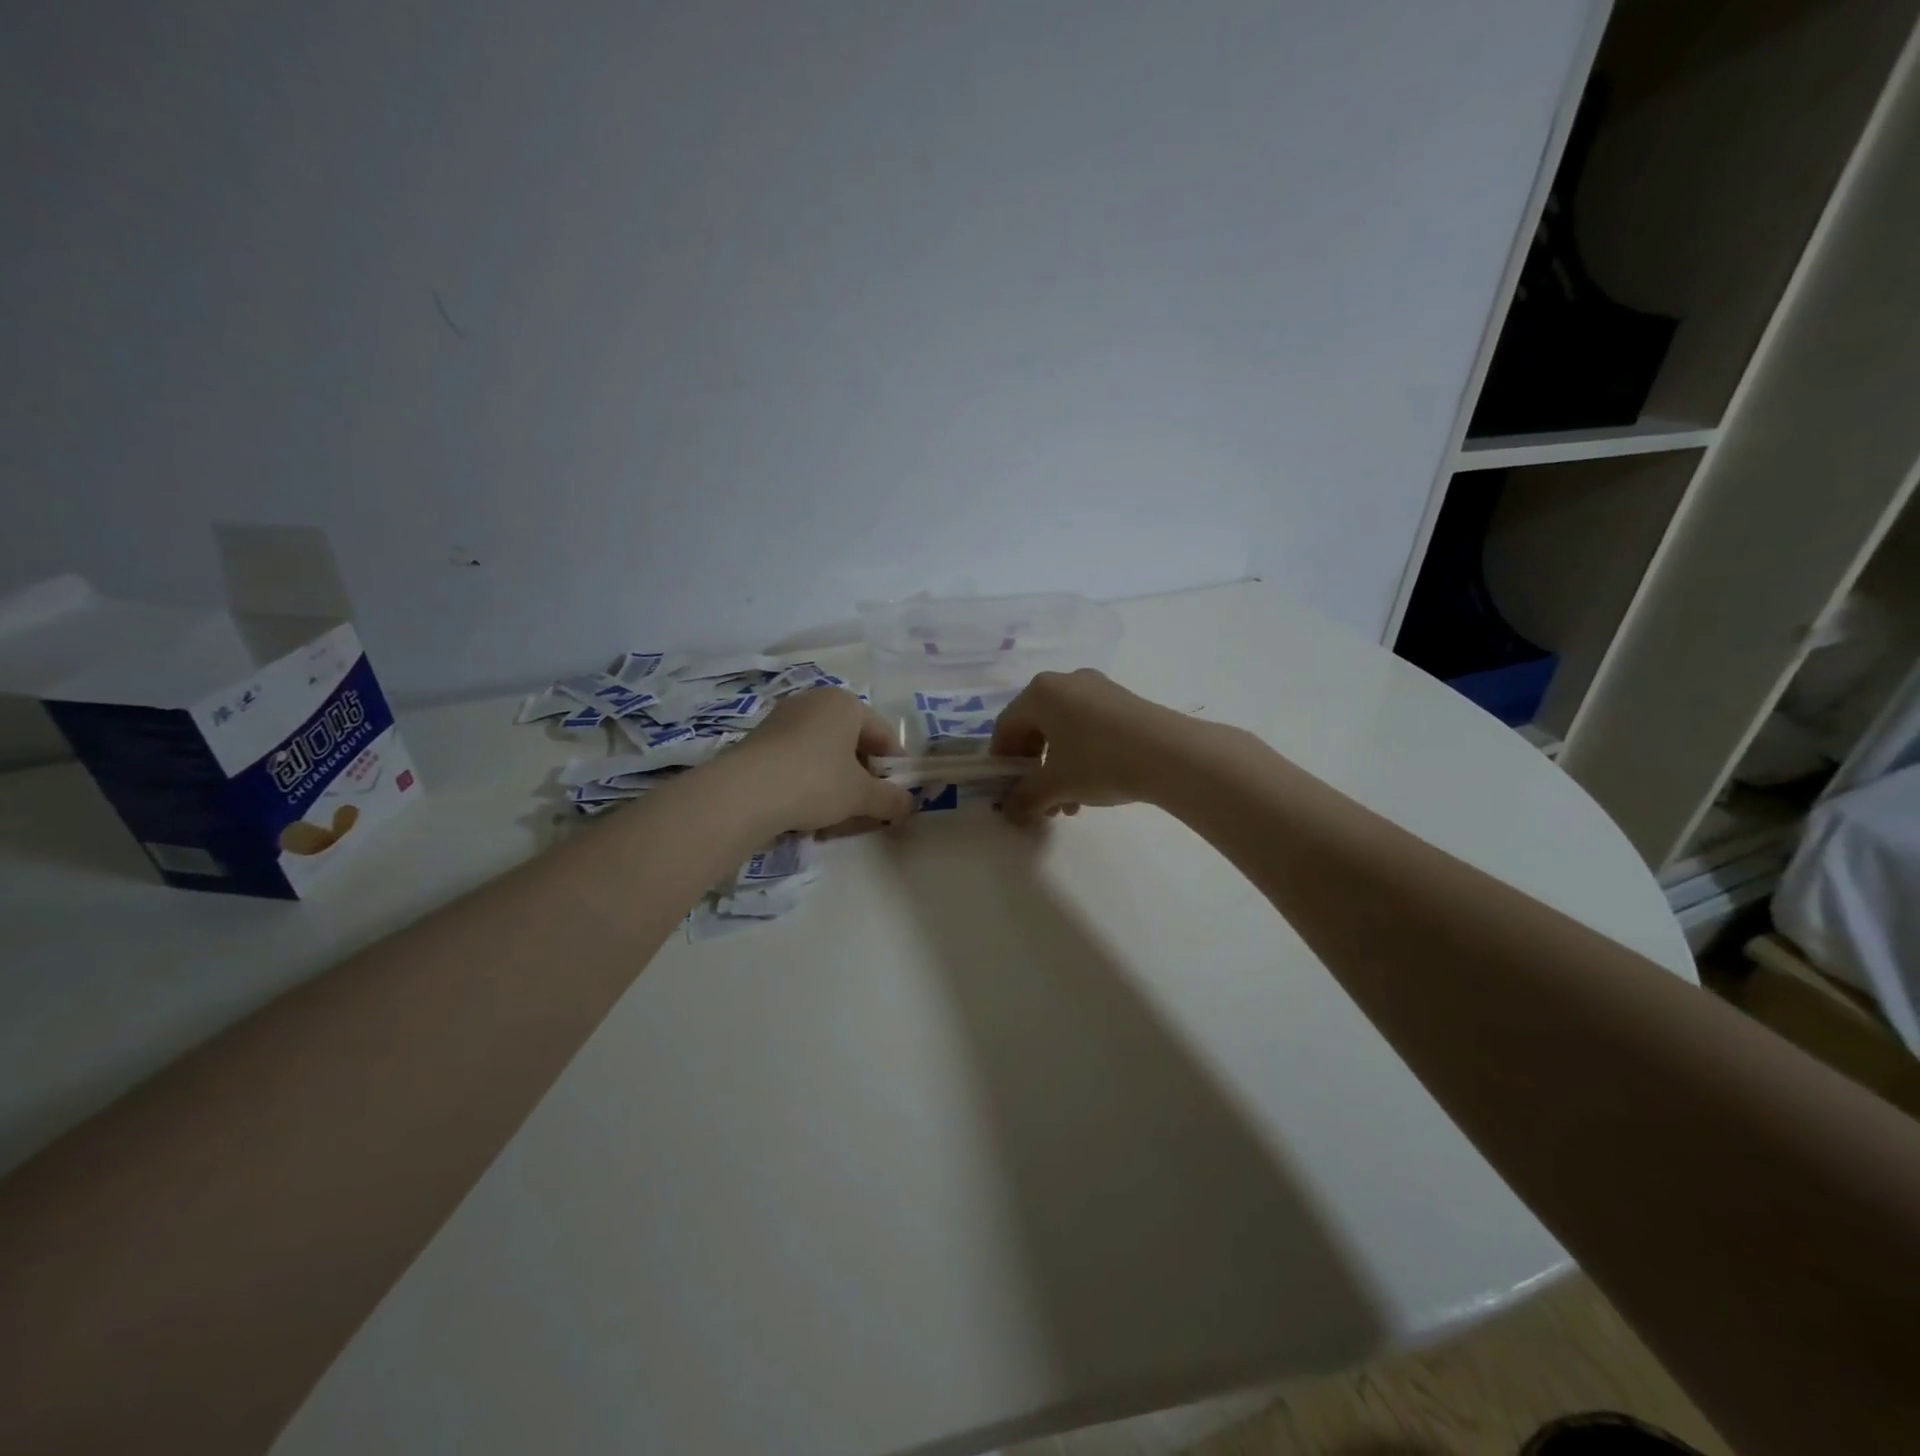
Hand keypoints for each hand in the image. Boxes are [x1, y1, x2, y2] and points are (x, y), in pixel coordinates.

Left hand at [726, 688, 914, 833]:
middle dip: (864, 775)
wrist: (743, 793)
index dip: (895, 766)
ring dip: (836, 781)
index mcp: (845, 703)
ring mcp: (783, 718)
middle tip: (868, 806)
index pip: (884, 733)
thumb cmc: (815, 782)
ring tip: (836, 813)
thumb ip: (891, 799)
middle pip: (852, 741)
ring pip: (823, 752)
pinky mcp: (760, 740)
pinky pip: (797, 759)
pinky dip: (808, 781)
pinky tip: (805, 809)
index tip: (898, 794)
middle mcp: (814, 701)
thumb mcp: (861, 795)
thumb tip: (910, 804)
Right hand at [989, 669, 1193, 824]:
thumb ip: (1025, 798)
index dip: (1002, 762)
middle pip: (1035, 728)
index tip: (1008, 791)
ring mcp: (1097, 687)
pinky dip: (1081, 755)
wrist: (1172, 754)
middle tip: (1040, 801)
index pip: (1006, 727)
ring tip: (1069, 804)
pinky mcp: (1122, 700)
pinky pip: (1088, 726)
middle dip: (1034, 769)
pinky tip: (1093, 787)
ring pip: (1063, 730)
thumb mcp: (1056, 785)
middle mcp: (1065, 682)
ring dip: (1058, 768)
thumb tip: (1011, 810)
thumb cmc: (1100, 762)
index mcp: (1040, 693)